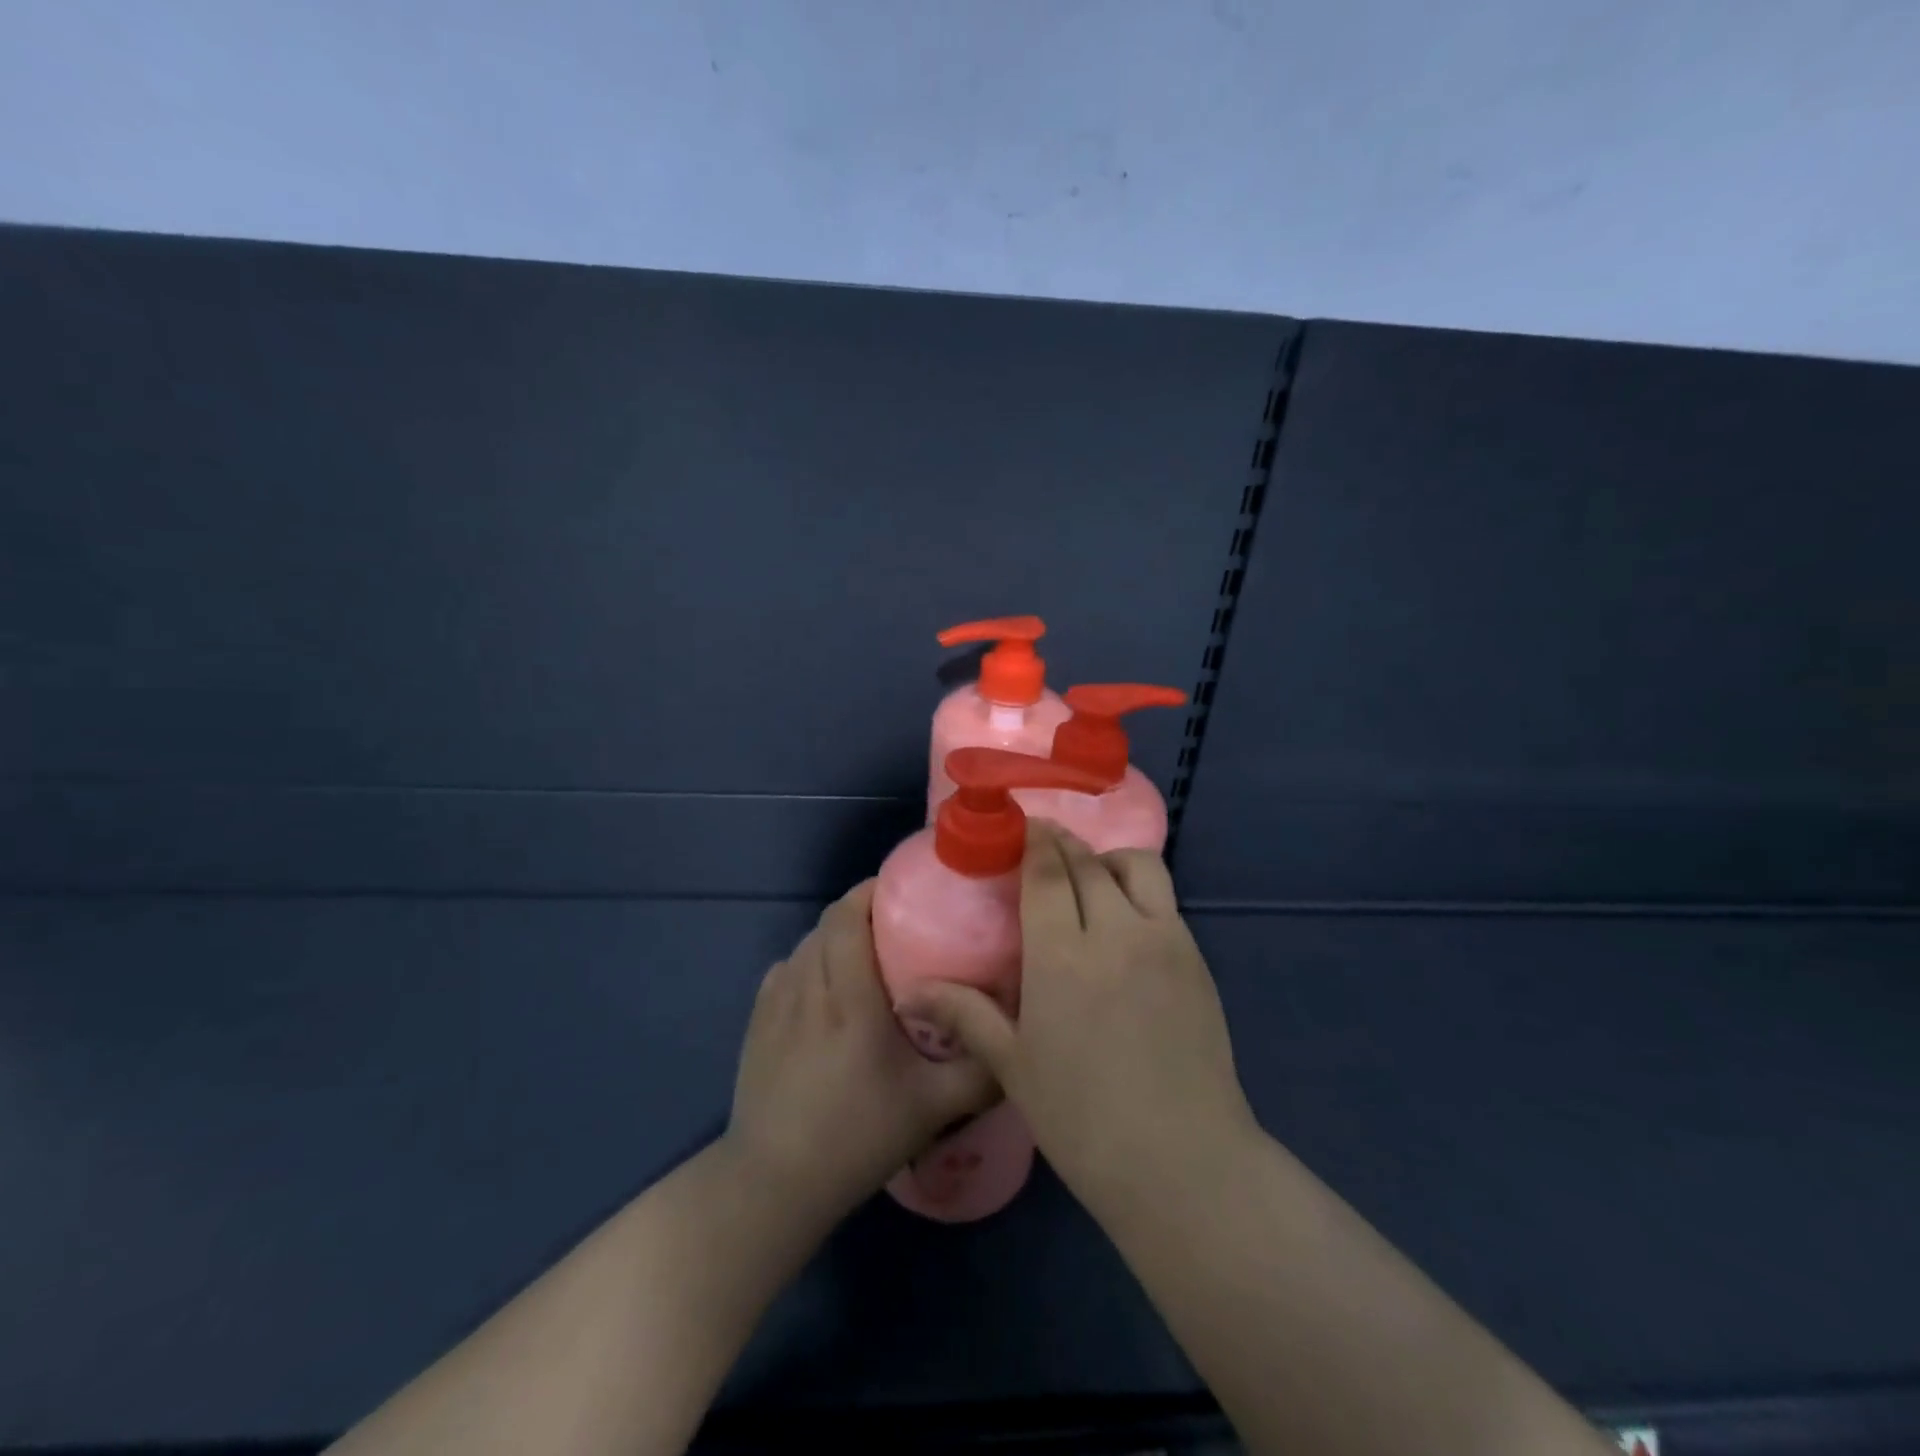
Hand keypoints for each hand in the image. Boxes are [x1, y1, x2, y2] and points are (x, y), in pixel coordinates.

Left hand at [724, 880, 998, 1225]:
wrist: (774, 1183)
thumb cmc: (857, 1136)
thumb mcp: (933, 1107)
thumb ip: (980, 1068)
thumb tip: (1017, 1035)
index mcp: (848, 996)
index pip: (847, 915)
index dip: (871, 891)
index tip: (904, 892)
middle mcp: (807, 985)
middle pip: (827, 923)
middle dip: (860, 912)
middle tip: (898, 928)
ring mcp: (775, 1002)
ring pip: (806, 944)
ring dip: (835, 938)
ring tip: (866, 959)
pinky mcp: (756, 1022)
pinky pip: (786, 970)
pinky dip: (809, 964)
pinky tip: (827, 993)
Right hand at [896, 823, 1256, 1209]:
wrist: (1182, 1161)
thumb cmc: (1083, 1119)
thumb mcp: (1013, 1066)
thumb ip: (965, 1014)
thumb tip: (911, 990)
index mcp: (1062, 955)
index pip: (1047, 871)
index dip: (1033, 840)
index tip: (1019, 827)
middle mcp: (1115, 931)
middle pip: (1087, 861)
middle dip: (1061, 843)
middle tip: (1042, 845)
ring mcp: (1163, 940)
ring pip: (1137, 867)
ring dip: (1107, 858)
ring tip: (1088, 878)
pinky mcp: (1196, 958)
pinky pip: (1164, 901)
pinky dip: (1138, 889)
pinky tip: (1123, 922)